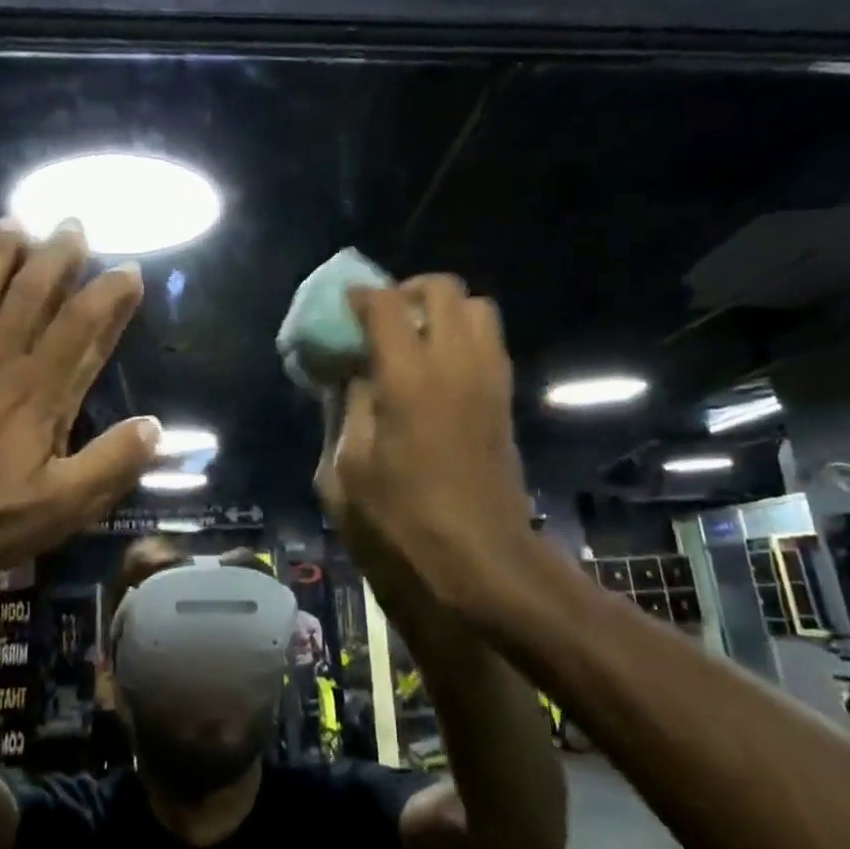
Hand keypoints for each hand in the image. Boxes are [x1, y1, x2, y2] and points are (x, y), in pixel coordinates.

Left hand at [0, 218, 159, 579]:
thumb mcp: (63, 507)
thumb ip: (112, 463)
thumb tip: (154, 427)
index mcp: (40, 391)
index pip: (82, 326)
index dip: (108, 293)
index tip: (129, 269)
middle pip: (31, 293)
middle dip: (56, 255)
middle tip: (71, 224)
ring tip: (12, 222)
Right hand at [322, 276, 533, 614]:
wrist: (480, 560)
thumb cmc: (402, 522)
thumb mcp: (347, 470)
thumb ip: (345, 409)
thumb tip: (348, 374)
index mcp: (408, 378)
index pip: (386, 304)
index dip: (360, 296)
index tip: (344, 309)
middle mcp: (455, 363)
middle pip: (443, 288)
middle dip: (408, 290)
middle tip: (383, 319)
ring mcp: (489, 378)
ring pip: (477, 307)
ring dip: (444, 310)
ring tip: (415, 339)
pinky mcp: (505, 398)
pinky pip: (489, 342)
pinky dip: (464, 336)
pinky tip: (438, 370)